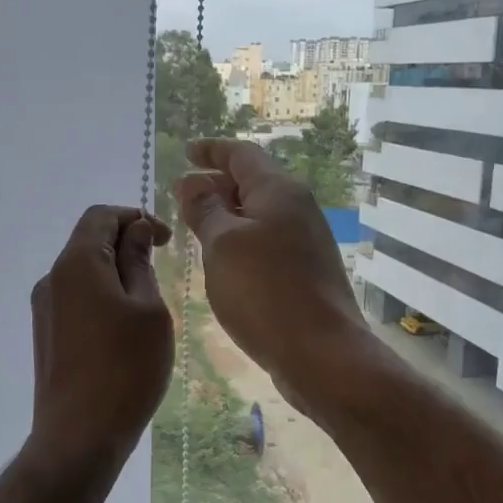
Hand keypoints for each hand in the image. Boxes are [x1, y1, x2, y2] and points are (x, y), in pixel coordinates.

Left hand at [25, 205, 174, 478]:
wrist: (79, 437)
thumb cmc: (125, 368)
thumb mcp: (148, 309)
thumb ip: (139, 262)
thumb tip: (135, 230)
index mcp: (76, 263)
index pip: (101, 216)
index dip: (135, 217)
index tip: (165, 241)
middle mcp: (52, 279)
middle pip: (89, 242)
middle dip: (126, 246)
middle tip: (161, 271)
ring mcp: (44, 310)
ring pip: (83, 273)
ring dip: (116, 275)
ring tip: (148, 306)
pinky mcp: (46, 336)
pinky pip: (77, 300)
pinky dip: (102, 298)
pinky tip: (124, 330)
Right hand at [173, 140, 376, 412]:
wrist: (321, 352)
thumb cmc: (265, 292)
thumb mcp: (222, 244)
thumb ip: (204, 209)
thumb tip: (190, 182)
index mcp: (278, 191)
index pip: (241, 154)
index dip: (212, 150)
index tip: (188, 151)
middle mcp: (297, 209)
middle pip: (252, 182)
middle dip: (216, 184)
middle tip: (181, 197)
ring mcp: (305, 242)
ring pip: (258, 215)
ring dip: (226, 215)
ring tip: (194, 228)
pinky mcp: (305, 272)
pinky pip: (266, 242)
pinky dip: (240, 241)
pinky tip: (222, 262)